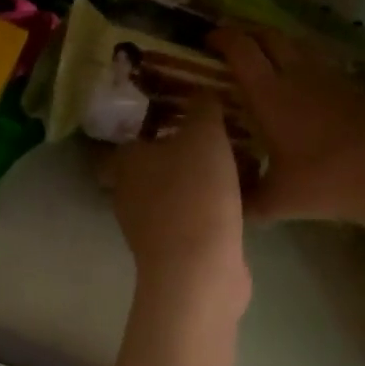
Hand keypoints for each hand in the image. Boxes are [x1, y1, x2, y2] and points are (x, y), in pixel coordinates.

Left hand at [101, 99, 249, 314]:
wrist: (200, 272)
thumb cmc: (194, 192)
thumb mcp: (204, 134)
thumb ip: (203, 107)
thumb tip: (203, 92)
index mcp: (126, 161)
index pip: (128, 136)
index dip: (149, 125)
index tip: (176, 114)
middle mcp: (129, 193)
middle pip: (152, 166)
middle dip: (178, 153)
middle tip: (212, 136)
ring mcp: (148, 228)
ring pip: (173, 193)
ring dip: (196, 182)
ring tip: (233, 163)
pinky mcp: (173, 253)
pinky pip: (191, 219)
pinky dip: (208, 209)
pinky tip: (238, 198)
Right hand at [213, 29, 364, 230]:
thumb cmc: (333, 177)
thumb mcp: (284, 200)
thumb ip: (250, 202)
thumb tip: (228, 206)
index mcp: (270, 93)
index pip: (239, 48)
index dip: (220, 37)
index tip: (206, 40)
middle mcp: (295, 73)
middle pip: (266, 33)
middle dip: (245, 32)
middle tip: (232, 45)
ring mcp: (327, 74)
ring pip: (294, 43)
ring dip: (274, 44)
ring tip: (265, 61)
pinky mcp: (351, 82)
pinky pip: (317, 61)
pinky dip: (301, 62)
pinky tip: (303, 87)